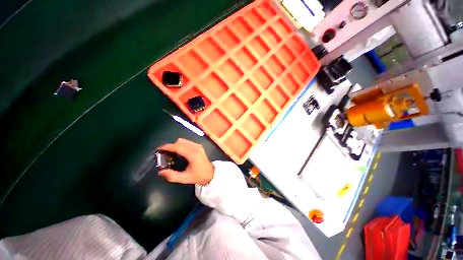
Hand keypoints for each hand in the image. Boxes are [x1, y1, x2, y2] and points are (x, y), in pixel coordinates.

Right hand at [157, 138, 213, 184]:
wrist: (210, 173)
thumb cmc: (198, 176)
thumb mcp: (185, 178)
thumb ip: (172, 176)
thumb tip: (161, 171)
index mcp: (192, 154)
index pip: (178, 147)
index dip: (167, 147)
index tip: (159, 149)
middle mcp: (196, 148)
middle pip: (180, 142)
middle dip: (171, 146)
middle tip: (165, 153)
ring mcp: (198, 146)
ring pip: (184, 141)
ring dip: (176, 145)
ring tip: (172, 153)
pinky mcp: (199, 146)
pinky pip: (188, 142)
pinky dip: (181, 145)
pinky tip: (180, 152)